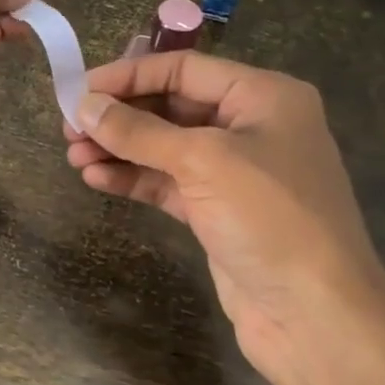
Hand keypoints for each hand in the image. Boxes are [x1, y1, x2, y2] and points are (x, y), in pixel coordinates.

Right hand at [66, 52, 384, 384]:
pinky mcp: (218, 211)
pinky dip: (133, 178)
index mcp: (263, 96)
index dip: (129, 76)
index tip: (79, 90)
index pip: (184, 69)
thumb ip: (139, 131)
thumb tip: (84, 106)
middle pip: (171, 106)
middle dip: (120, 115)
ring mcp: (234, 172)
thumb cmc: (269, 217)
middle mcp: (250, 126)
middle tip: (69, 127)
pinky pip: (167, 182)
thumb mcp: (202, 162)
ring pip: (164, 147)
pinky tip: (96, 178)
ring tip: (73, 155)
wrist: (315, 315)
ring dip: (119, 148)